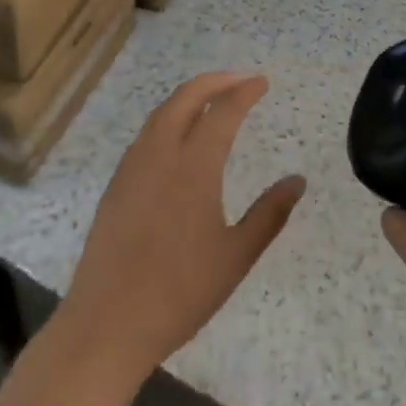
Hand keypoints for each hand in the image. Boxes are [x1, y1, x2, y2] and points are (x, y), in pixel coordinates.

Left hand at [60, 72, 305, 386]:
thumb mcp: (235, 257)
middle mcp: (161, 154)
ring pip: (162, 112)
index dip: (245, 92)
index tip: (262, 82)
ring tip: (211, 100)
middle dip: (215, 81)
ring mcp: (133, 168)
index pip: (223, 112)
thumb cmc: (179, 294)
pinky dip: (168, 118)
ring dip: (189, 96)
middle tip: (240, 80)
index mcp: (194, 167)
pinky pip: (147, 134)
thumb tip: (298, 181)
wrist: (107, 325)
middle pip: (187, 97)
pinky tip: (177, 137)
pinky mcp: (116, 185)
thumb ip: (269, 215)